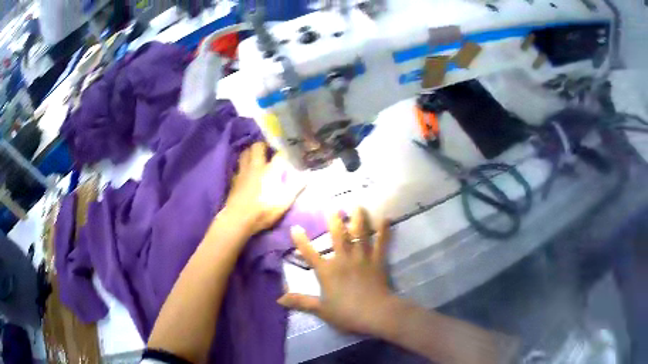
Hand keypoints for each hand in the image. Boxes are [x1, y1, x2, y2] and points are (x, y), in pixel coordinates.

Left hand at [222, 142, 304, 236]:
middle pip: (258, 146)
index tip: (289, 151)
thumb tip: (307, 175)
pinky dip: (243, 164)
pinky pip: (238, 166)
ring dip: (251, 151)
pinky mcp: (234, 179)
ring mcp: (243, 171)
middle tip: (269, 150)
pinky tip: (246, 170)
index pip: (279, 154)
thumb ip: (296, 187)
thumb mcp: (284, 203)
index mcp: (270, 170)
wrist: (238, 219)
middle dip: (264, 145)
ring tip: (256, 156)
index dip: (285, 151)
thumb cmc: (263, 211)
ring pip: (245, 152)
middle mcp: (256, 166)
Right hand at [278, 207, 396, 335]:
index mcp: (327, 272)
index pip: (310, 254)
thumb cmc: (346, 313)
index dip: (301, 241)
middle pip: (338, 237)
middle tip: (333, 206)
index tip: (295, 227)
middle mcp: (343, 260)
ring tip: (357, 205)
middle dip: (335, 221)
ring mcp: (362, 259)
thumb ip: (300, 302)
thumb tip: (279, 299)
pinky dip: (384, 231)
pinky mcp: (378, 261)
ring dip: (358, 219)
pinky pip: (381, 243)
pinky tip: (385, 219)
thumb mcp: (320, 310)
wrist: (374, 313)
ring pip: (360, 235)